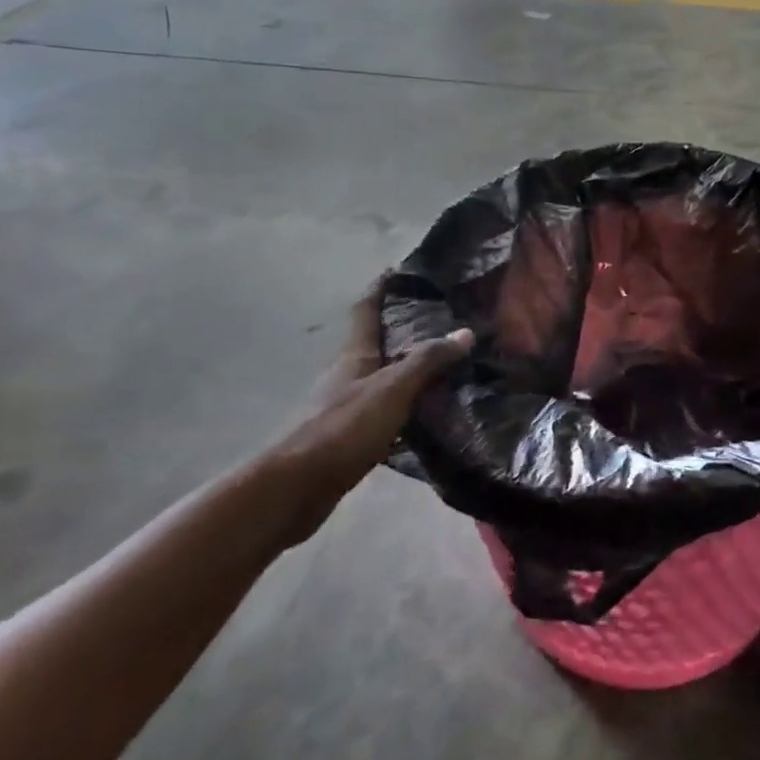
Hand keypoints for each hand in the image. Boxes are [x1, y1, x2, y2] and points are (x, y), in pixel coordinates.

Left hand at [270, 277, 471, 538]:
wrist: (294, 489)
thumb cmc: (343, 429)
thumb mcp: (392, 390)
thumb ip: (427, 362)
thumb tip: (465, 332)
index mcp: (355, 355)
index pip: (366, 310)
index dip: (381, 288)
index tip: (399, 270)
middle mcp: (348, 375)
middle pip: (376, 343)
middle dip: (405, 331)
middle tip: (444, 323)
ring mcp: (345, 407)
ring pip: (383, 379)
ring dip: (409, 372)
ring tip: (446, 368)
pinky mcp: (348, 438)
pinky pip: (384, 412)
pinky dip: (405, 408)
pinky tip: (427, 418)